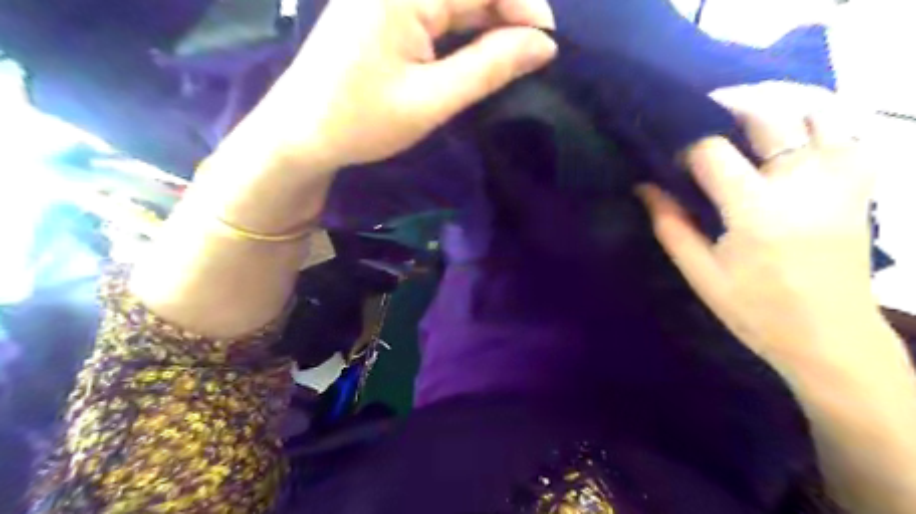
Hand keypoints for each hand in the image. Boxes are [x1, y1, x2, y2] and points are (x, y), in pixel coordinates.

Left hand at [197, 0, 553, 233]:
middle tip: (534, 56)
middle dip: (508, 14)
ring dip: (487, 23)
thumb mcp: (432, 100)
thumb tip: (543, 46)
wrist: (299, 135)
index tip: (549, 44)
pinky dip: (461, 31)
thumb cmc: (362, 121)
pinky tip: (478, 53)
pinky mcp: (380, 10)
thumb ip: (489, 67)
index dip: (524, 5)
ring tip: (512, 58)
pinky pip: (433, 10)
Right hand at [639, 84, 879, 372]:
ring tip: (747, 110)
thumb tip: (644, 186)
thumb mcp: (701, 274)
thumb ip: (670, 225)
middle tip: (702, 112)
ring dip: (779, 100)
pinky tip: (793, 128)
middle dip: (728, 103)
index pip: (713, 152)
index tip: (672, 161)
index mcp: (757, 210)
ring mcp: (841, 179)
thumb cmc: (757, 310)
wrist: (831, 338)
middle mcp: (804, 182)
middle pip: (768, 113)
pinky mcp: (860, 184)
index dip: (686, 148)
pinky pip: (850, 129)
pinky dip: (821, 116)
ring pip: (819, 108)